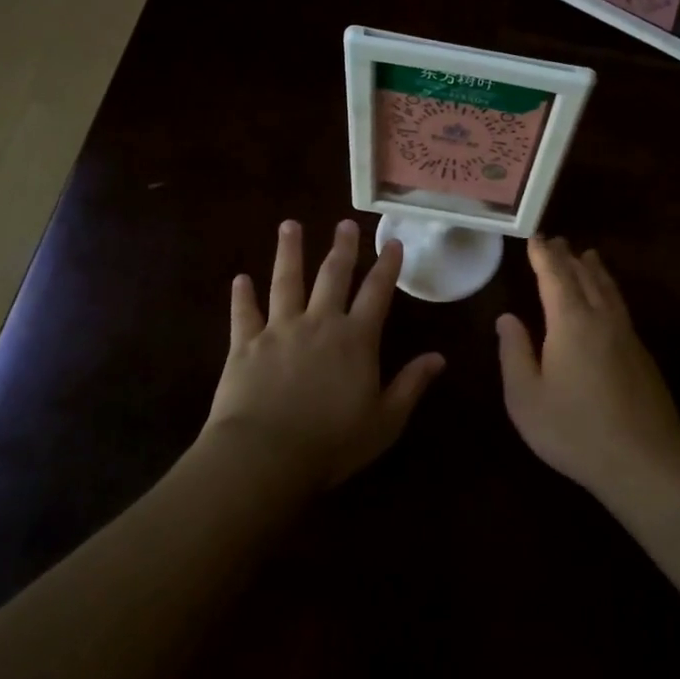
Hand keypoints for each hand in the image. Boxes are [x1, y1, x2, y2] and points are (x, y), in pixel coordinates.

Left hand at [202, 219, 443, 490]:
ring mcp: (279, 330)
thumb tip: (439, 358)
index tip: (392, 242)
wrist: (265, 454)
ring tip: (290, 226)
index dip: (387, 266)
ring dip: (289, 252)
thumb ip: (411, 385)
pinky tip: (240, 279)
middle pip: (332, 276)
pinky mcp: (244, 344)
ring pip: (286, 281)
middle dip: (342, 248)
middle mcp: (319, 323)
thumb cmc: (333, 442)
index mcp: (356, 339)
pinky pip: (244, 313)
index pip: (377, 293)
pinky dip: (242, 295)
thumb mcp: (385, 420)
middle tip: (344, 223)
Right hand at [496, 237, 679, 495]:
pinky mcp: (641, 354)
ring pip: (608, 290)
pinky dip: (608, 290)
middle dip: (568, 257)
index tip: (535, 238)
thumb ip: (515, 353)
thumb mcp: (526, 397)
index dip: (543, 256)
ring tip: (588, 256)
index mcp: (570, 323)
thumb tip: (507, 318)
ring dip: (594, 270)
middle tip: (557, 240)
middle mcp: (601, 318)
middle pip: (585, 276)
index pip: (555, 276)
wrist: (643, 459)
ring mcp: (626, 335)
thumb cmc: (574, 430)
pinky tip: (607, 299)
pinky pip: (620, 306)